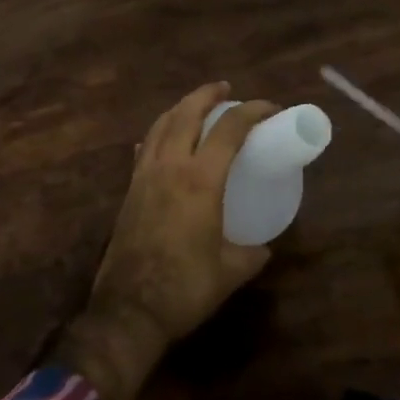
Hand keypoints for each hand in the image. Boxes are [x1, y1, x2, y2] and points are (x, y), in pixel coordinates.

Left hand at [49, 83, 278, 399]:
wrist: (129, 311)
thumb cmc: (185, 288)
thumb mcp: (230, 272)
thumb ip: (251, 254)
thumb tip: (263, 248)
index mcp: (200, 181)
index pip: (229, 130)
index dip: (252, 111)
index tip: (270, 109)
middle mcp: (170, 168)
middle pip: (187, 114)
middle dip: (207, 95)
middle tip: (225, 89)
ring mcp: (144, 177)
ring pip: (160, 126)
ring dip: (180, 108)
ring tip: (196, 106)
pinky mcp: (129, 192)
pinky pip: (145, 149)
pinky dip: (158, 134)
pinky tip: (162, 139)